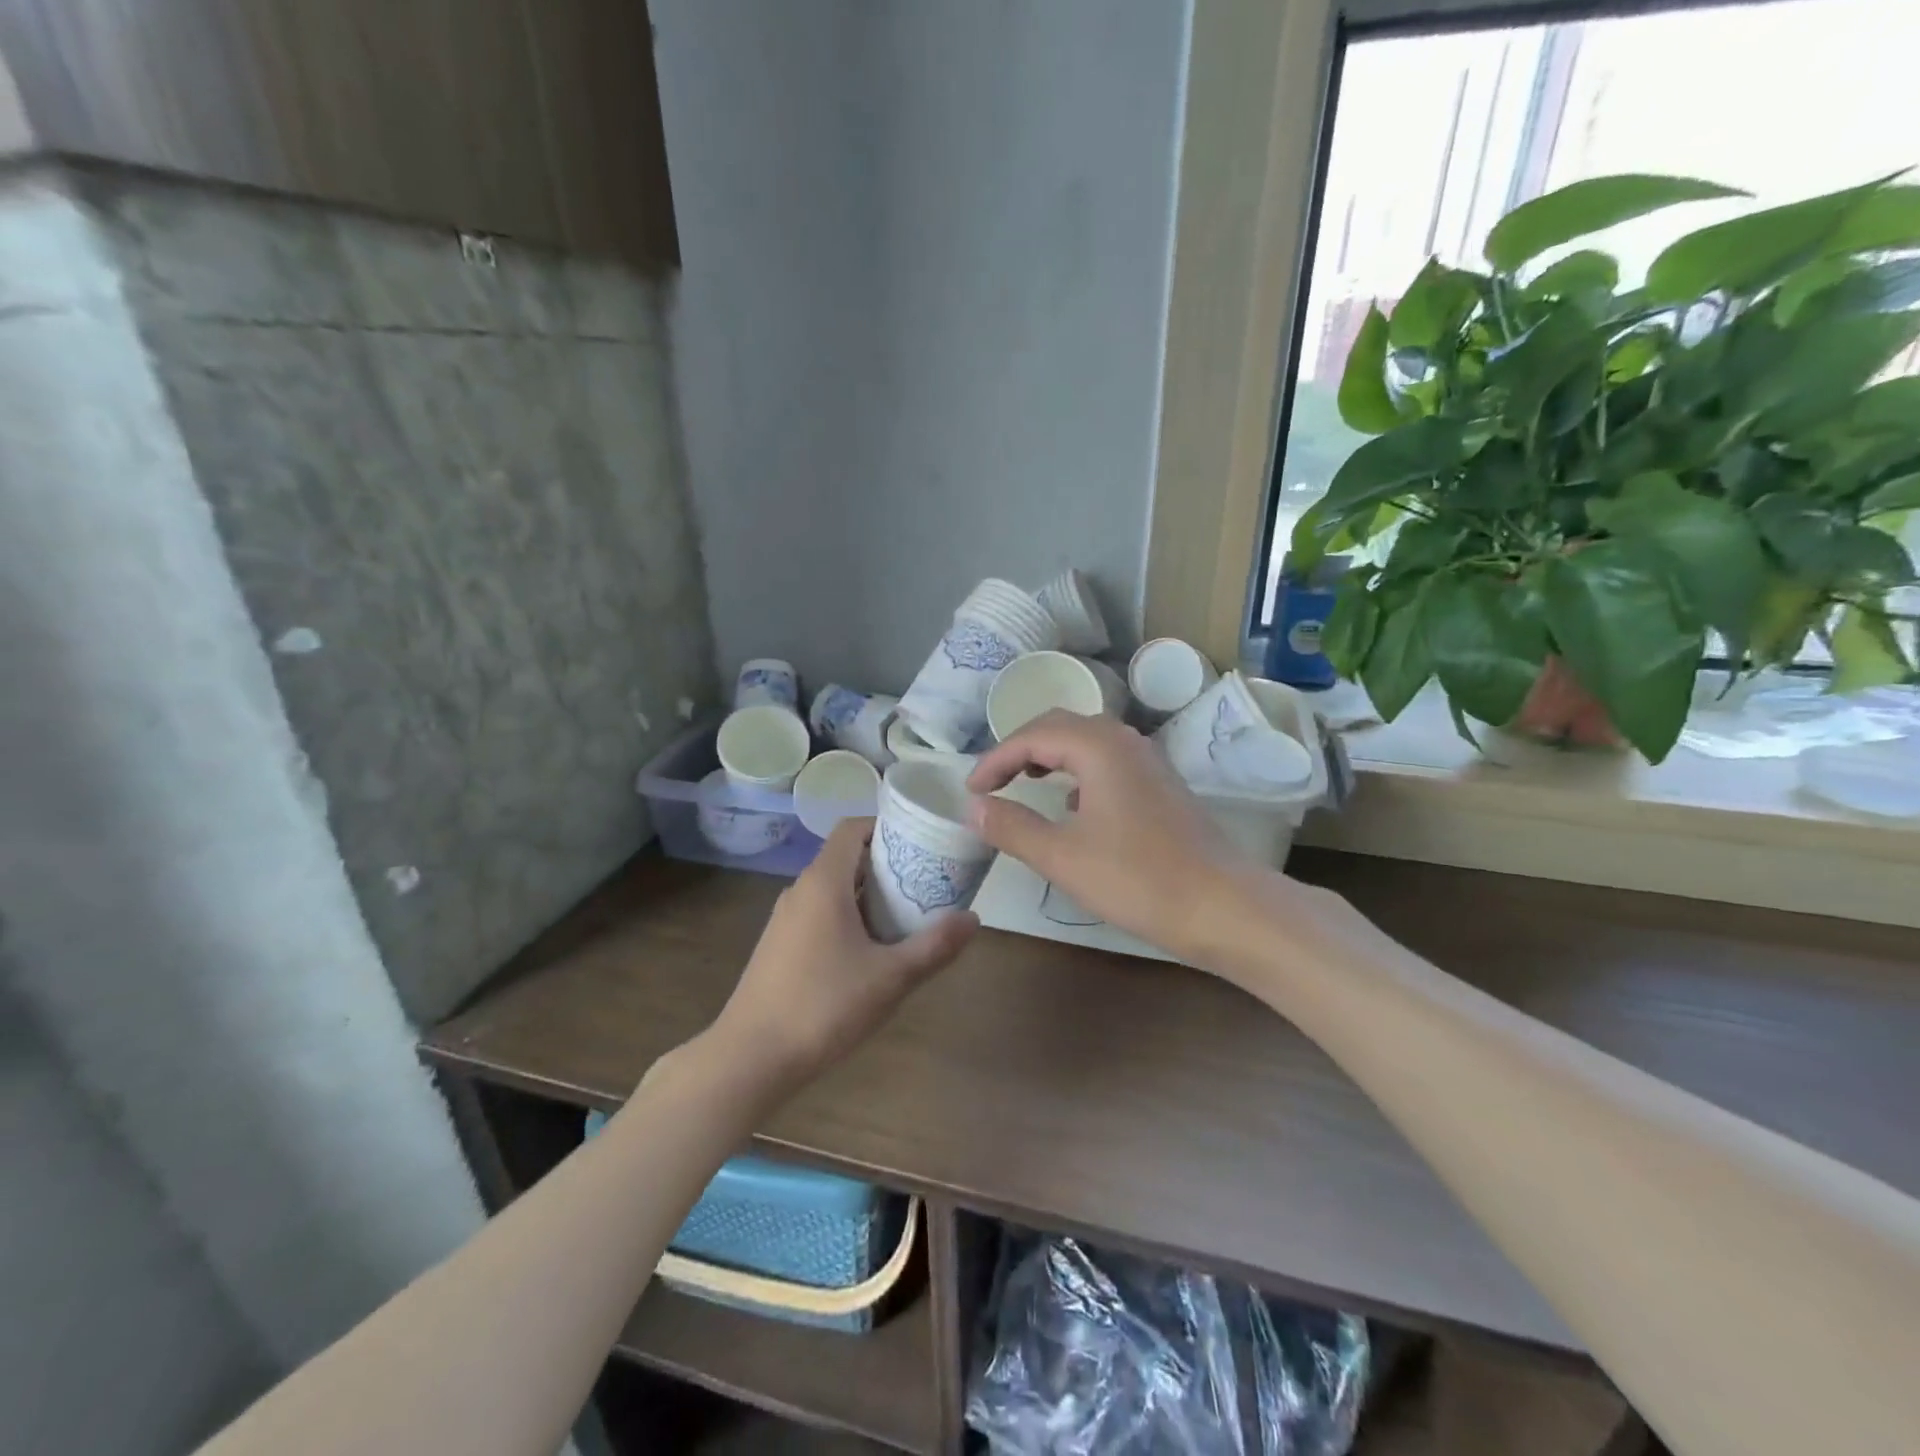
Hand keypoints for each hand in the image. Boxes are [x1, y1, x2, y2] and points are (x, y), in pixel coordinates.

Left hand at [714, 817, 976, 1087]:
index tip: (920, 844)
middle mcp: (800, 890)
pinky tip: (869, 953)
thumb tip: (974, 919)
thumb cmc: (823, 1006)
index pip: (852, 828)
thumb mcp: (890, 978)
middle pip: (847, 858)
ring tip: (906, 918)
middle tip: (926, 884)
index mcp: (824, 882)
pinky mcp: (779, 946)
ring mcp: (785, 919)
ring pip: (833, 889)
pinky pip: (820, 914)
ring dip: (869, 895)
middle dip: (887, 865)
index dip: (886, 827)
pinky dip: (848, 917)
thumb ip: (934, 946)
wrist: (750, 1058)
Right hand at [966, 711, 1262, 965]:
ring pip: (1087, 741)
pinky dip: (1078, 771)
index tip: (971, 790)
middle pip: (1060, 726)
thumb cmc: (1136, 879)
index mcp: (1098, 746)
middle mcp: (1124, 741)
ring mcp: (1148, 761)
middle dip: (1020, 748)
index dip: (995, 759)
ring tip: (1025, 782)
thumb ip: (1012, 827)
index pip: (1032, 736)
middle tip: (993, 780)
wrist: (1221, 906)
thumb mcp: (1061, 856)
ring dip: (1050, 755)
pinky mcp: (1161, 784)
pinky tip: (1073, 805)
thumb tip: (975, 807)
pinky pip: (1107, 761)